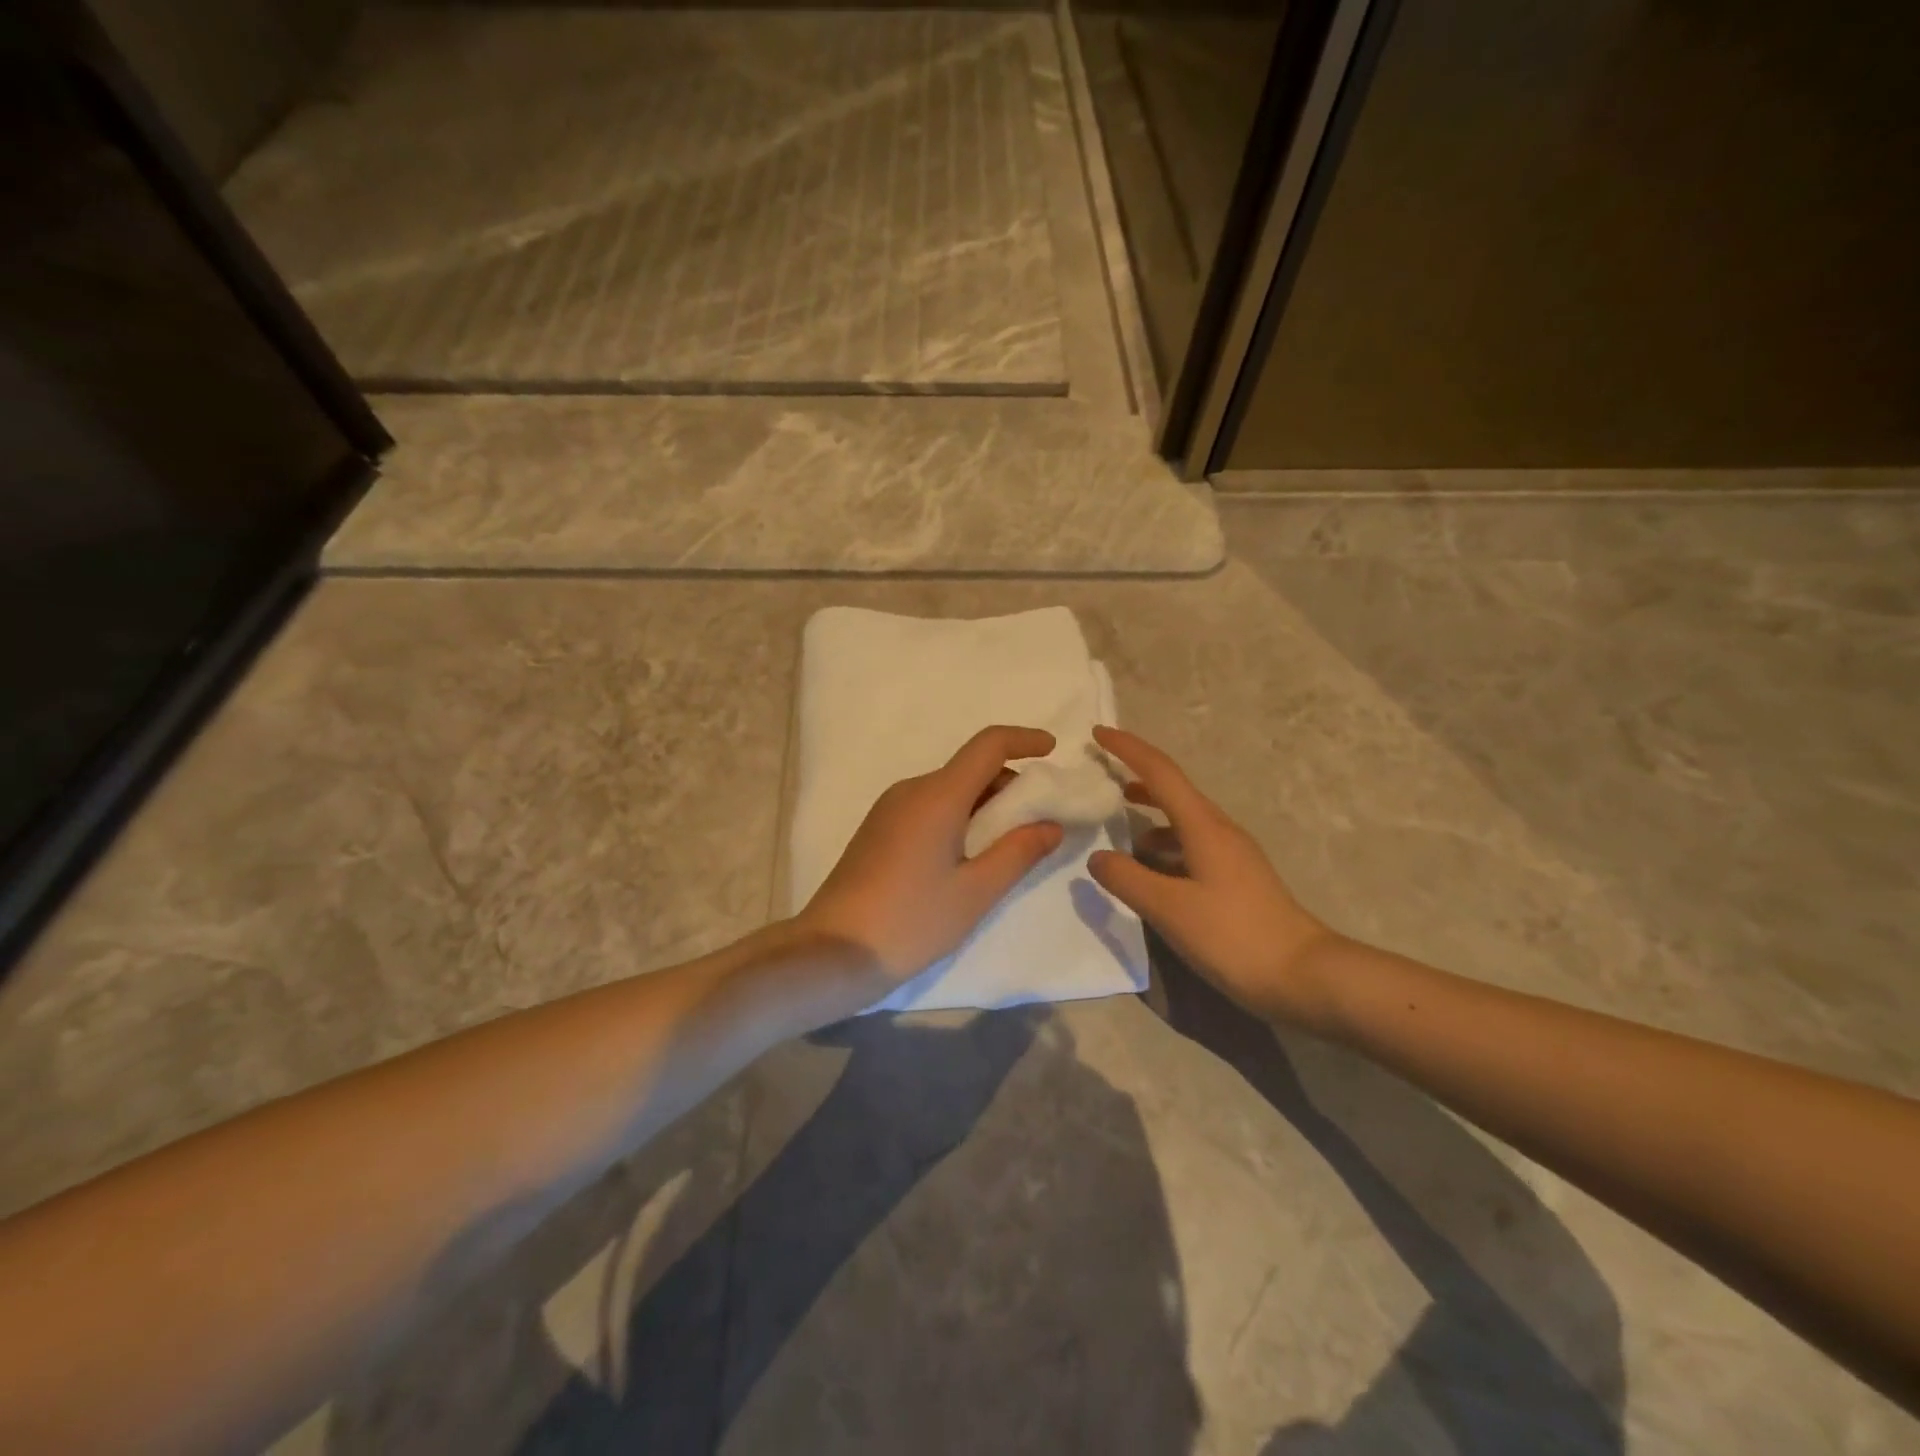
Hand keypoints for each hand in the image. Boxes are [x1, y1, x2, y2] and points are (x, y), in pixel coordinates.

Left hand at [796, 726, 1065, 985]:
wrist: (833, 952)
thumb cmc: (910, 921)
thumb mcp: (976, 892)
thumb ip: (1019, 852)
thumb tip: (1050, 825)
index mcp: (937, 795)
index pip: (987, 746)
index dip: (1023, 740)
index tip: (1053, 750)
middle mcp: (911, 790)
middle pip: (970, 768)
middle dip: (1010, 785)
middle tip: (1040, 820)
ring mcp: (890, 809)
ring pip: (950, 790)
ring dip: (985, 805)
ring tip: (1009, 845)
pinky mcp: (879, 830)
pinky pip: (930, 807)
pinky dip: (960, 817)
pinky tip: (969, 857)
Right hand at [1088, 726, 1340, 1028]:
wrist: (1303, 976)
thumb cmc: (1233, 936)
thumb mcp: (1169, 909)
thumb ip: (1128, 879)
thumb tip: (1098, 857)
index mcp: (1203, 826)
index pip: (1160, 772)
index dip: (1128, 749)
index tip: (1098, 732)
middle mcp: (1219, 830)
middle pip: (1173, 789)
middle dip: (1136, 775)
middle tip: (1101, 775)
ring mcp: (1232, 854)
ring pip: (1183, 819)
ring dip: (1150, 813)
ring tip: (1119, 825)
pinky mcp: (1236, 877)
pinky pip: (1191, 844)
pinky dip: (1165, 844)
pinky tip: (1152, 869)